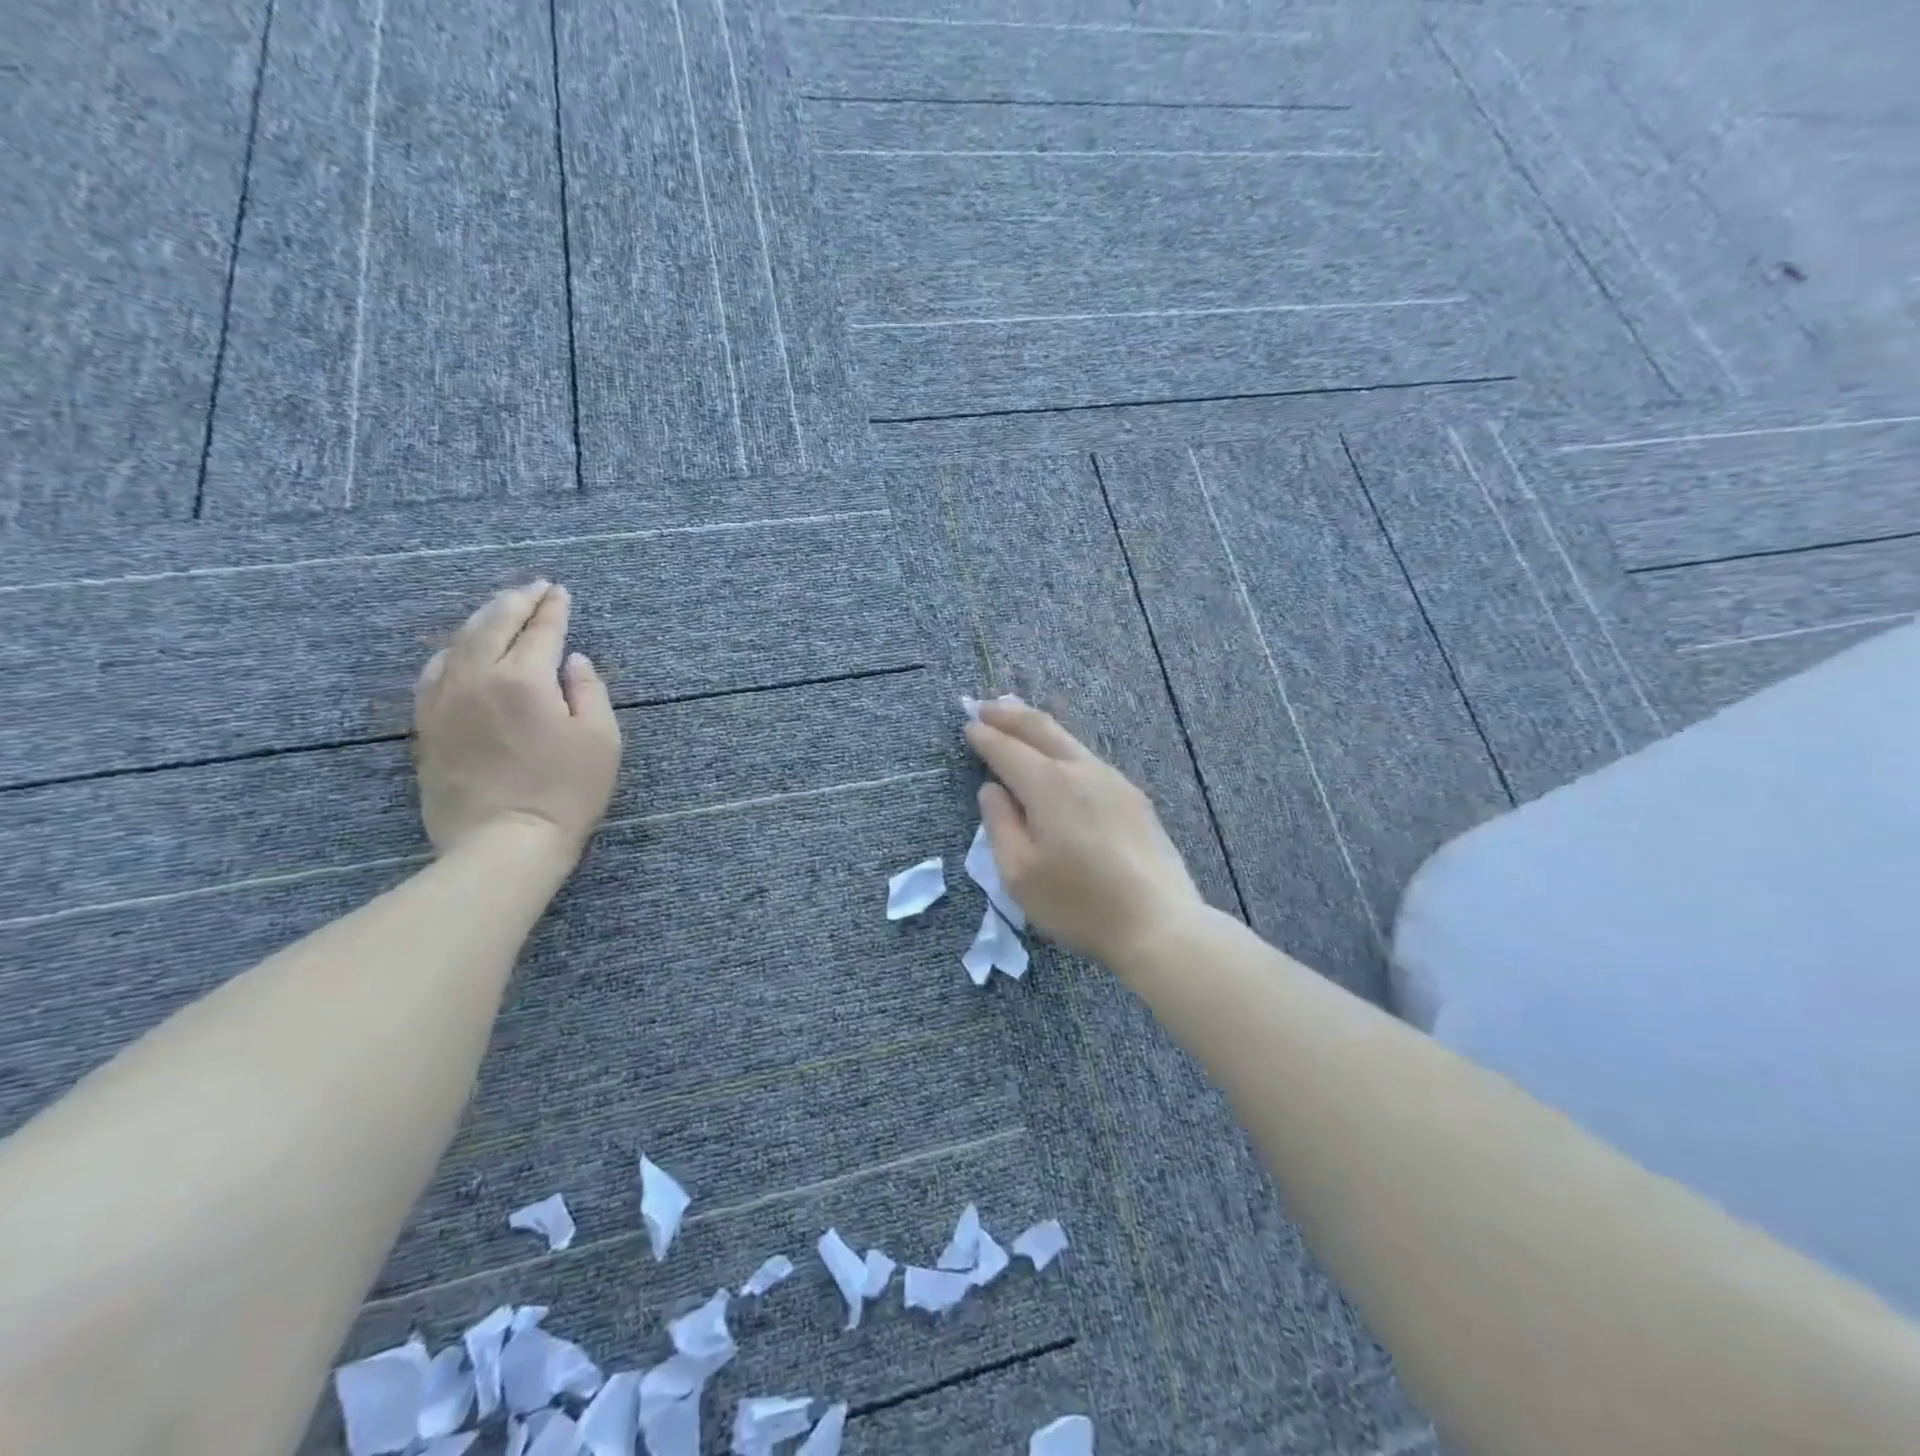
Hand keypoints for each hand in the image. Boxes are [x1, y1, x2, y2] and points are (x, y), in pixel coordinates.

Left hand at [414, 582, 621, 859]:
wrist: (504, 843)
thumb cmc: (566, 791)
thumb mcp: (601, 740)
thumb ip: (590, 691)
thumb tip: (574, 661)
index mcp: (525, 679)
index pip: (541, 630)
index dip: (553, 608)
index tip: (561, 592)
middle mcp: (477, 679)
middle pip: (492, 625)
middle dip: (516, 601)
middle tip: (533, 588)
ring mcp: (445, 701)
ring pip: (458, 643)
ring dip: (482, 619)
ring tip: (500, 608)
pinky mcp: (428, 726)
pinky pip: (433, 673)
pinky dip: (450, 651)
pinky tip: (457, 649)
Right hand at [963, 699, 1203, 972]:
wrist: (1158, 923)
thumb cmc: (1078, 904)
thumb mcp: (1019, 873)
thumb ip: (999, 824)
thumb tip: (992, 790)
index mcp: (1049, 785)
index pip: (1007, 749)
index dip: (984, 737)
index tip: (967, 725)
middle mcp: (1082, 770)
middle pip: (1042, 728)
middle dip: (1010, 714)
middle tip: (985, 706)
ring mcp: (1114, 780)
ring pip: (1069, 740)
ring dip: (1038, 726)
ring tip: (1018, 719)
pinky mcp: (1133, 798)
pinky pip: (1088, 759)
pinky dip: (1062, 747)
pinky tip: (1058, 758)